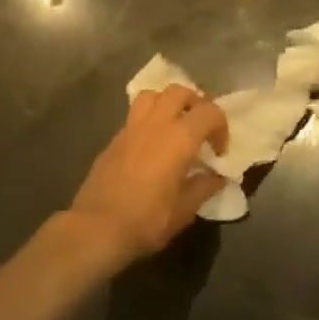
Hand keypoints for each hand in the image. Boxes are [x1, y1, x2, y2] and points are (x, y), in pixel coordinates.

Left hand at [67, 85, 229, 267]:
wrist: (97, 228)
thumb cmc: (146, 221)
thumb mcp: (184, 210)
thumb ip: (204, 187)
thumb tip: (218, 176)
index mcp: (179, 139)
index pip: (209, 112)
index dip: (221, 127)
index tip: (219, 151)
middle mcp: (155, 124)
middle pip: (179, 91)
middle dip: (195, 103)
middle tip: (200, 128)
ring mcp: (131, 128)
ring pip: (153, 95)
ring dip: (168, 102)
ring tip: (175, 125)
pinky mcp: (114, 138)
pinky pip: (135, 114)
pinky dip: (149, 118)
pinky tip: (151, 144)